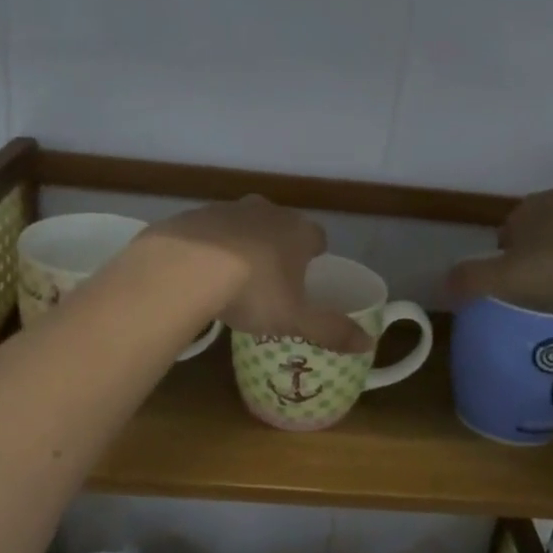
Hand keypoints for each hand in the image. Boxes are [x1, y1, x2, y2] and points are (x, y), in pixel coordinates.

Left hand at [145, 197, 373, 353]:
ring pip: (243, 224)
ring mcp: (227, 209)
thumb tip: (369, 344)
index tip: (307, 276)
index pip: (318, 236)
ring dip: (242, 243)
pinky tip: (198, 272)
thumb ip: (332, 331)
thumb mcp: (295, 319)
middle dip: (279, 246)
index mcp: (297, 232)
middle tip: (271, 279)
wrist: (183, 269)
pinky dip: (208, 247)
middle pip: (280, 225)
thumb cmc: (252, 291)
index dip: (315, 255)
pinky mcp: (193, 215)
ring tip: (232, 277)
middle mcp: (266, 211)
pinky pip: (208, 230)